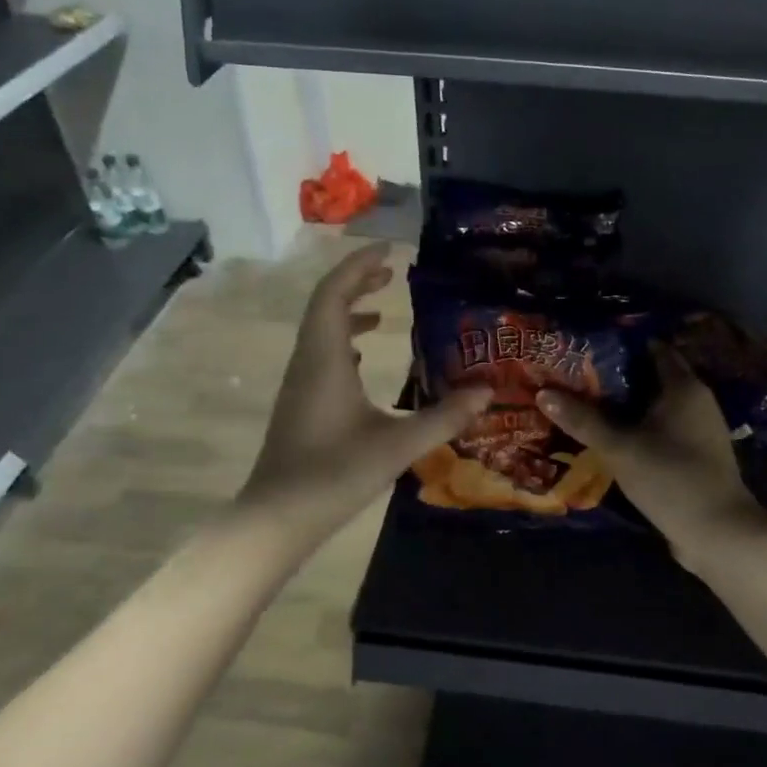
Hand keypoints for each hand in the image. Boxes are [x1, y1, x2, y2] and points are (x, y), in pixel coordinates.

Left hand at [241, 244, 488, 540]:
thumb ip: (444, 417)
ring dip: (349, 310)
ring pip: (321, 330)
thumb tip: (487, 393)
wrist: (279, 517)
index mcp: (325, 358)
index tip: (389, 249)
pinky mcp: (301, 402)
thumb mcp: (398, 445)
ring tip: (384, 310)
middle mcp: (308, 361)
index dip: (358, 265)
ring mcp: (301, 383)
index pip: (335, 293)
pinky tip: (364, 358)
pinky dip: (344, 341)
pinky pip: (321, 354)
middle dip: (356, 281)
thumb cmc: (335, 474)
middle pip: (326, 304)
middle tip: (391, 271)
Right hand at [538, 345, 764, 568]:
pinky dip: (639, 428)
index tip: (586, 347)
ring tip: (586, 404)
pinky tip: (612, 437)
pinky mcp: (695, 455)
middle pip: (652, 377)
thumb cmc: (671, 477)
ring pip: (656, 406)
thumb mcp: (620, 448)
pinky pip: (662, 430)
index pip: (652, 348)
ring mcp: (699, 429)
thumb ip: (583, 420)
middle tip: (576, 376)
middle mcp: (696, 400)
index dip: (620, 345)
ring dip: (626, 405)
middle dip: (617, 376)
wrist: (717, 532)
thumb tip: (543, 392)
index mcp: (684, 386)